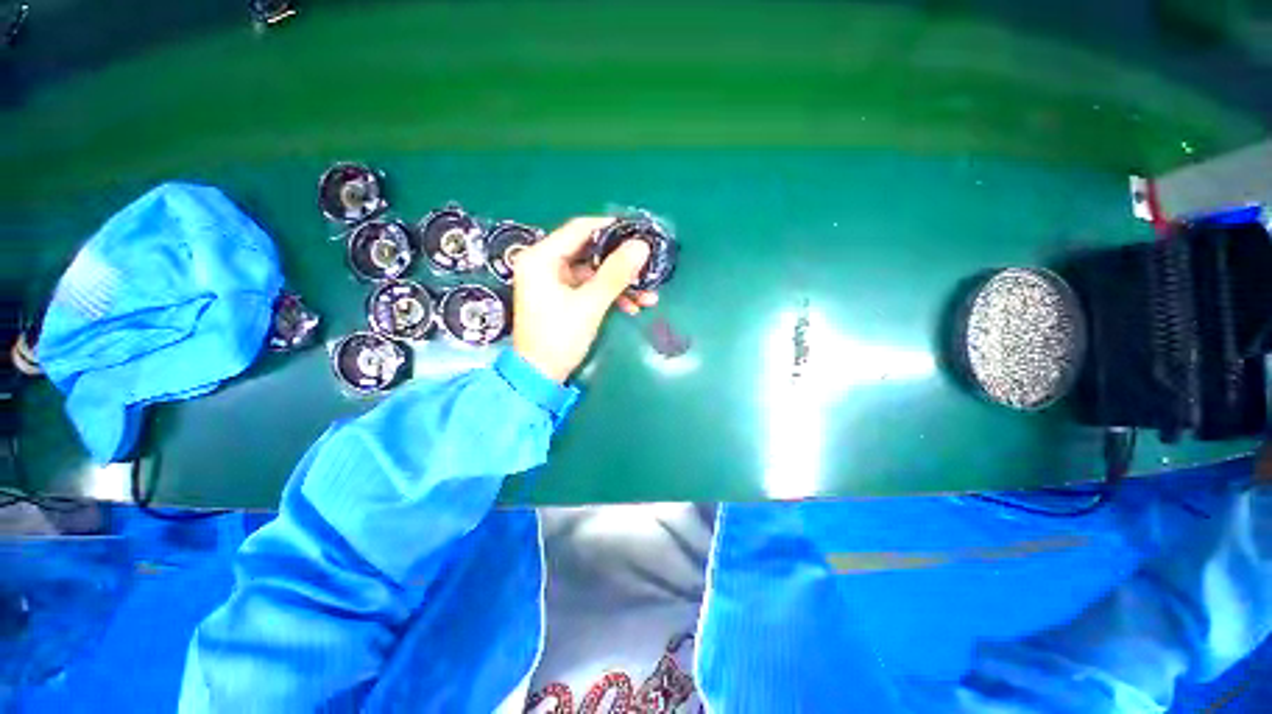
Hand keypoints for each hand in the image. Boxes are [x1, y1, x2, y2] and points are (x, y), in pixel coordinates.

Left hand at [512, 217, 657, 382]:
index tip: (639, 231)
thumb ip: (615, 273)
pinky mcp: (563, 297)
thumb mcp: (590, 304)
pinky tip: (633, 306)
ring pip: (594, 273)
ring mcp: (554, 282)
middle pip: (589, 252)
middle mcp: (545, 264)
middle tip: (647, 264)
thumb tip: (641, 246)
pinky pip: (590, 288)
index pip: (579, 229)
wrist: (541, 376)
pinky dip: (610, 295)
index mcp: (541, 258)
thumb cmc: (559, 337)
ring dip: (620, 283)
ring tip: (649, 294)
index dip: (611, 228)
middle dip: (621, 263)